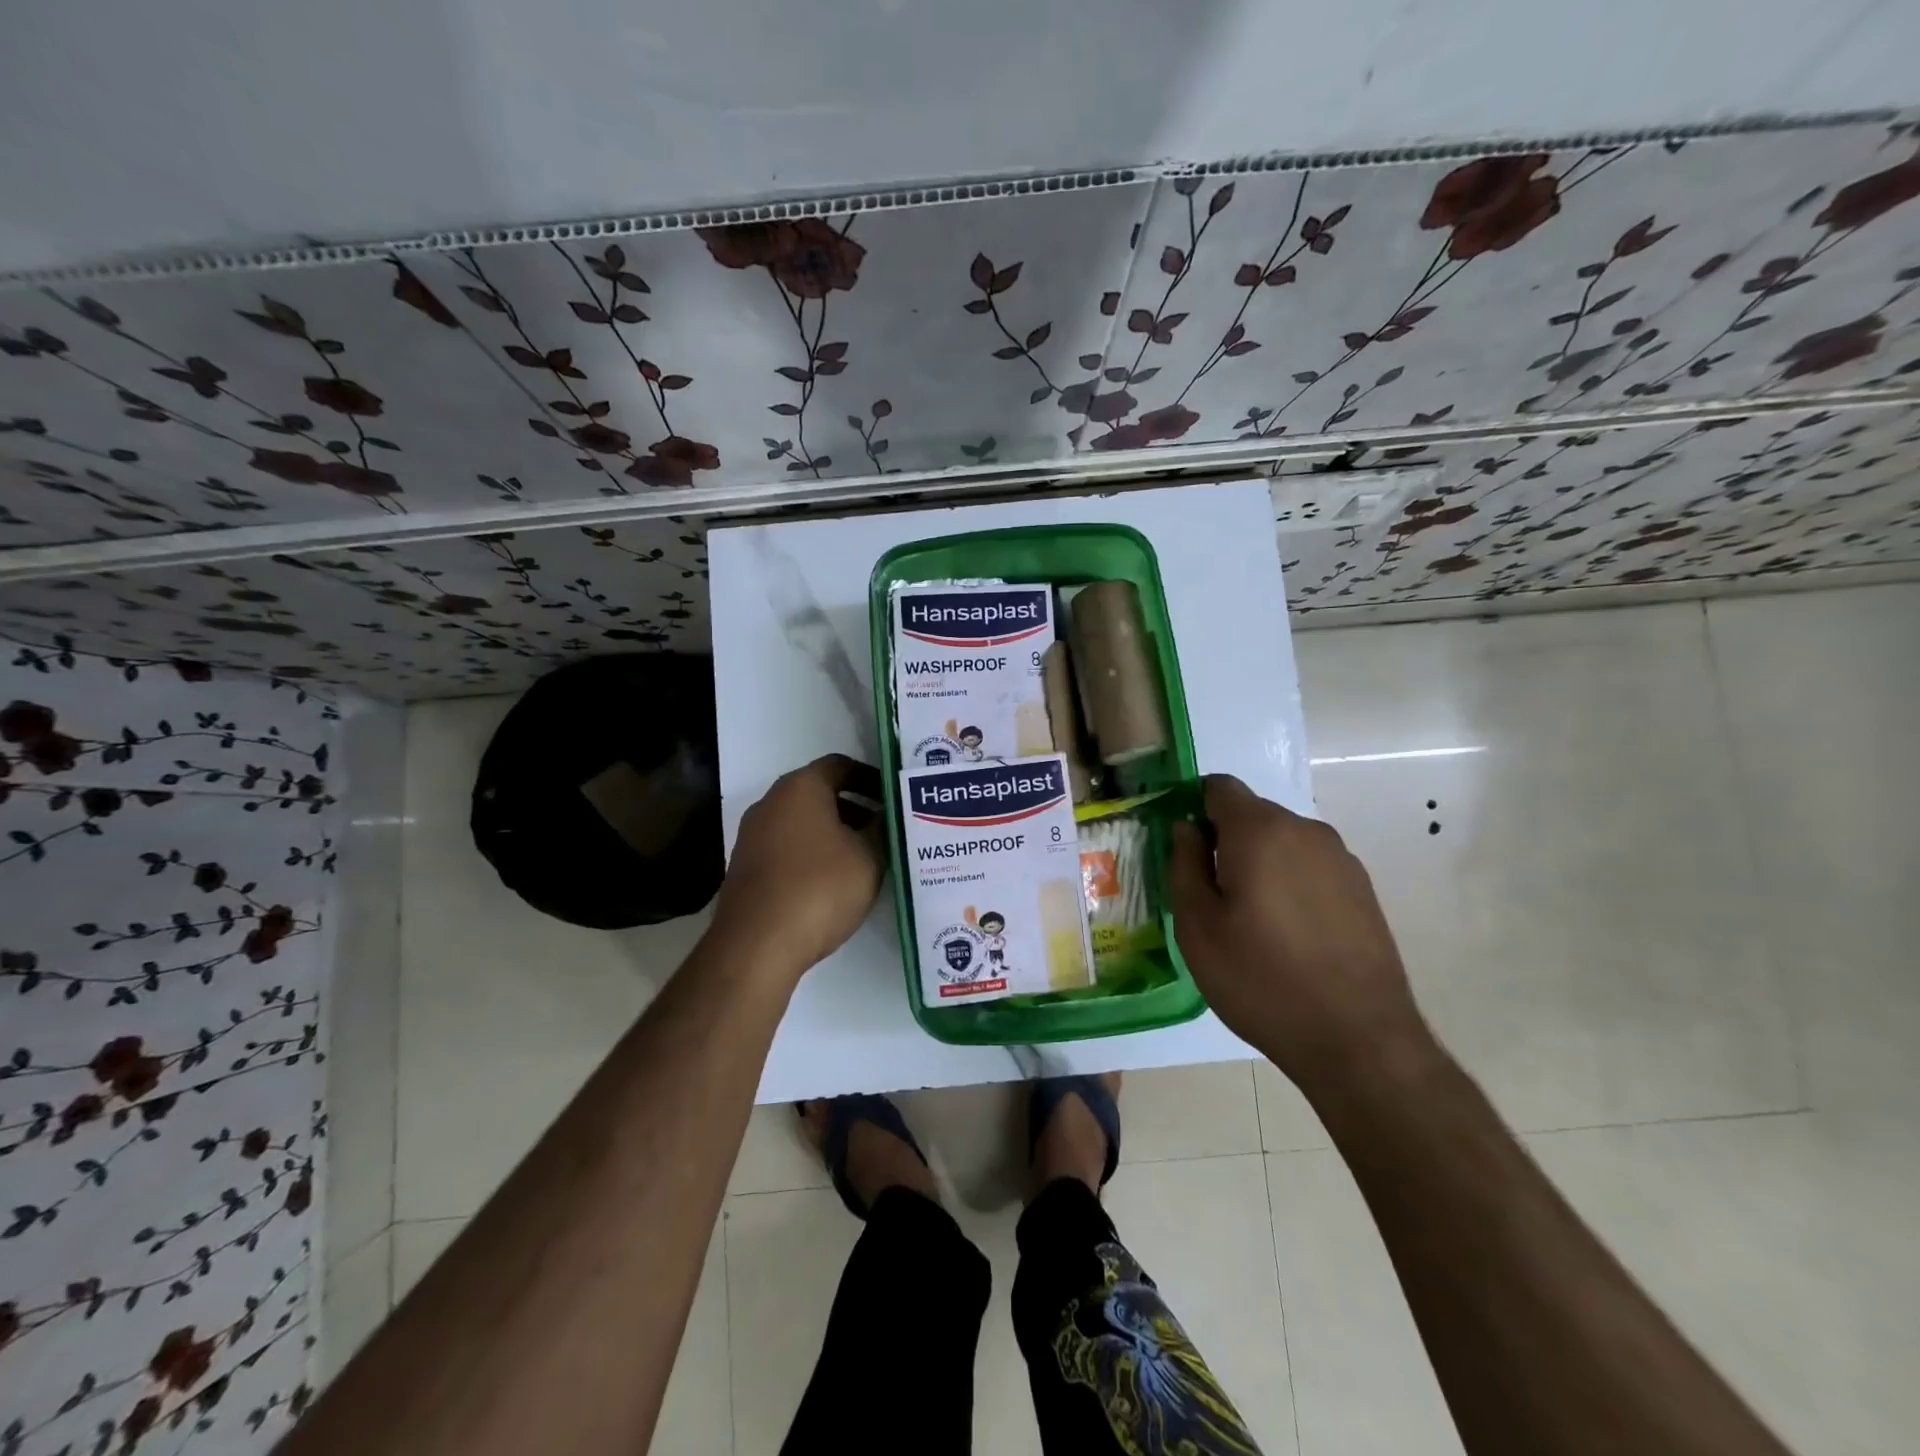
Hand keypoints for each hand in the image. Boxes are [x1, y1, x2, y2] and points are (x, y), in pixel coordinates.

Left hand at [713, 754, 885, 980]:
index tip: (893, 799)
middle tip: (885, 830)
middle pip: (819, 793)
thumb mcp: (869, 857)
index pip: (840, 765)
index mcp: (801, 787)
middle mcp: (771, 802)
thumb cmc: (819, 888)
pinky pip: (787, 847)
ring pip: (802, 822)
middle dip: (854, 808)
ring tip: (864, 859)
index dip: (871, 779)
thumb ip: (882, 830)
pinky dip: (812, 854)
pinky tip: (832, 882)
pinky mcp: (745, 867)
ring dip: (834, 833)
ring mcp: (753, 835)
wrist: (756, 946)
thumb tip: (885, 816)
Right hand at [1167, 775, 1432, 1095]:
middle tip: (1210, 895)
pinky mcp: (1363, 889)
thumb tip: (1186, 828)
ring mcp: (1341, 858)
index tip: (1183, 849)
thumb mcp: (1196, 926)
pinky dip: (1290, 883)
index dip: (1193, 807)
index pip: (1218, 786)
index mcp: (1259, 830)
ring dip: (1259, 863)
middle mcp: (1305, 830)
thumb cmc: (1260, 979)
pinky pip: (1310, 867)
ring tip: (1250, 921)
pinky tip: (1288, 934)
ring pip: (1282, 842)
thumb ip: (1184, 864)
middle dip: (1225, 841)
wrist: (1359, 1040)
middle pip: (1251, 814)